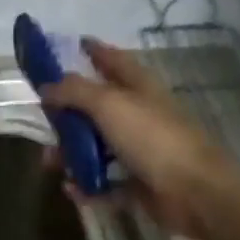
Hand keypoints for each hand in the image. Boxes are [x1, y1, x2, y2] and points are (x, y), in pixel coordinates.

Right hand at [39, 38, 239, 239]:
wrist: (196, 193)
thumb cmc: (152, 137)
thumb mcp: (108, 104)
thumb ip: (74, 91)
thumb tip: (46, 86)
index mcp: (137, 85)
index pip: (111, 59)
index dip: (92, 50)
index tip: (68, 46)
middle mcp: (138, 113)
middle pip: (97, 106)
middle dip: (68, 113)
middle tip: (43, 120)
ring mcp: (140, 149)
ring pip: (96, 145)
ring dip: (71, 153)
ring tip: (50, 162)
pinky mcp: (139, 183)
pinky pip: (105, 181)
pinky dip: (87, 185)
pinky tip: (70, 189)